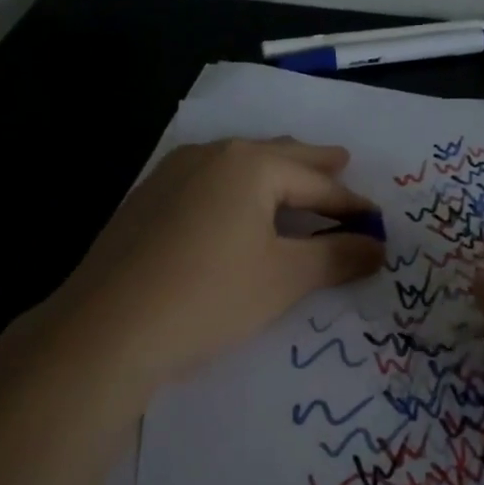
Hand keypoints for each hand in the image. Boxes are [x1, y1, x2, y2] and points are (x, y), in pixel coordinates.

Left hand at [44, 137, 385, 391]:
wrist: (106, 329)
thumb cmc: (209, 296)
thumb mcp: (284, 278)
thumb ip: (337, 257)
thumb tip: (377, 246)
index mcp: (250, 164)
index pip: (316, 182)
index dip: (350, 203)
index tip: (376, 218)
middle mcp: (210, 155)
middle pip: (276, 156)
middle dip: (312, 164)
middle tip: (341, 162)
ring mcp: (171, 174)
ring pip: (237, 165)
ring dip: (271, 172)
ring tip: (293, 178)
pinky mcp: (146, 200)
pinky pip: (207, 182)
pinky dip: (235, 189)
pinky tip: (234, 206)